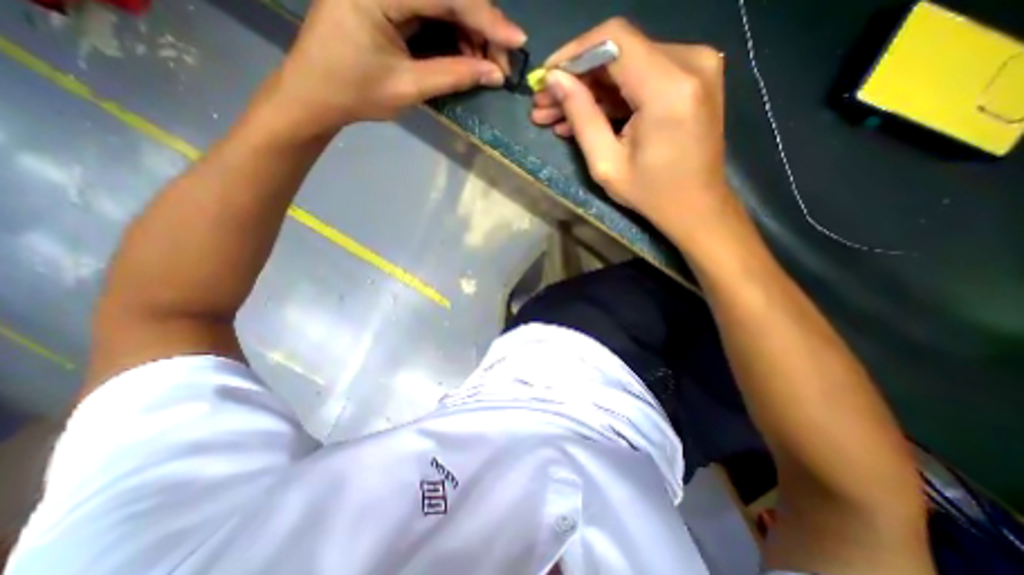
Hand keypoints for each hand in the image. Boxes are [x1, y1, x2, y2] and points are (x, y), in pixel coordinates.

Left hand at [267, 0, 522, 133]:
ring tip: (484, 66)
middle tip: (500, 63)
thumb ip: (453, 76)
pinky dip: (455, 32)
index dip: (487, 17)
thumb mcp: (408, 88)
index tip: (518, 40)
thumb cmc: (355, 92)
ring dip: (471, 31)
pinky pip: (432, 8)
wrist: (316, 93)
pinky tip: (465, 55)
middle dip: (482, 26)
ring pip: (444, 0)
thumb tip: (494, 74)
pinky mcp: (390, 0)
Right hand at [533, 17, 740, 251]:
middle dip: (576, 77)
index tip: (546, 77)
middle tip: (544, 104)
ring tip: (555, 115)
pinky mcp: (693, 77)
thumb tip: (555, 79)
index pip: (614, 40)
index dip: (573, 53)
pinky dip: (612, 95)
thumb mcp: (606, 163)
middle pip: (619, 50)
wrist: (696, 206)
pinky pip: (642, 76)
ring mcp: (695, 66)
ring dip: (590, 89)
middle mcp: (689, 62)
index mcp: (668, 88)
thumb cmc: (650, 194)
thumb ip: (581, 116)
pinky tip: (584, 116)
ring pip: (626, 64)